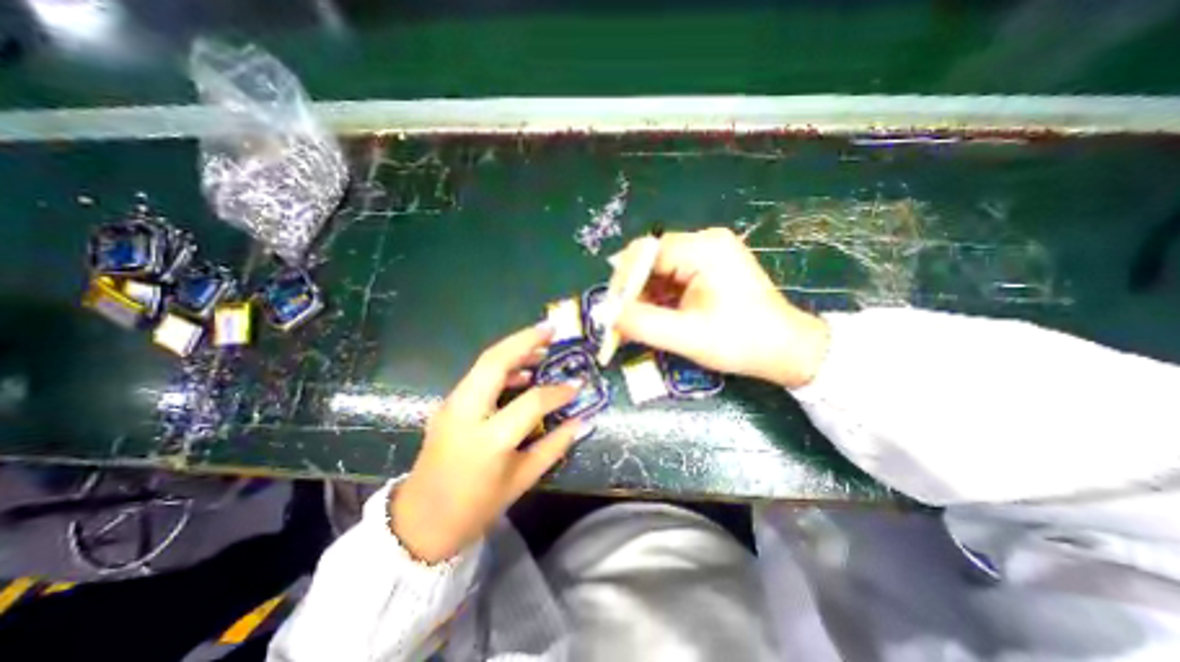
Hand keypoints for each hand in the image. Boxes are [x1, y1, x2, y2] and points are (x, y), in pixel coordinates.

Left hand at [392, 323, 583, 561]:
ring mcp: (451, 405)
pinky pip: (478, 375)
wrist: (421, 522)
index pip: (531, 402)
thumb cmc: (476, 506)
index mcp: (488, 439)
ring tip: (542, 346)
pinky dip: (502, 366)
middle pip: (495, 361)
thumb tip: (582, 421)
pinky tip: (522, 372)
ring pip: (484, 362)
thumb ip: (555, 446)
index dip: (558, 391)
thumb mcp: (522, 479)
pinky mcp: (448, 404)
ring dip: (514, 348)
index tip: (578, 384)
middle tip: (552, 329)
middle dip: (525, 340)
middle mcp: (466, 413)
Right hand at [612, 227, 823, 386]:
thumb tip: (604, 314)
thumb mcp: (687, 336)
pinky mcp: (710, 267)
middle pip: (652, 259)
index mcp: (704, 249)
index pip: (647, 253)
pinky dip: (659, 297)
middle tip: (620, 320)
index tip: (611, 310)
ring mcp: (709, 254)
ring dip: (644, 296)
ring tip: (635, 323)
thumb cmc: (741, 342)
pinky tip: (655, 317)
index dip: (623, 280)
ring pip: (660, 270)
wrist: (786, 350)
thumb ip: (642, 323)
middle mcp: (705, 242)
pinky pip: (673, 277)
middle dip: (632, 290)